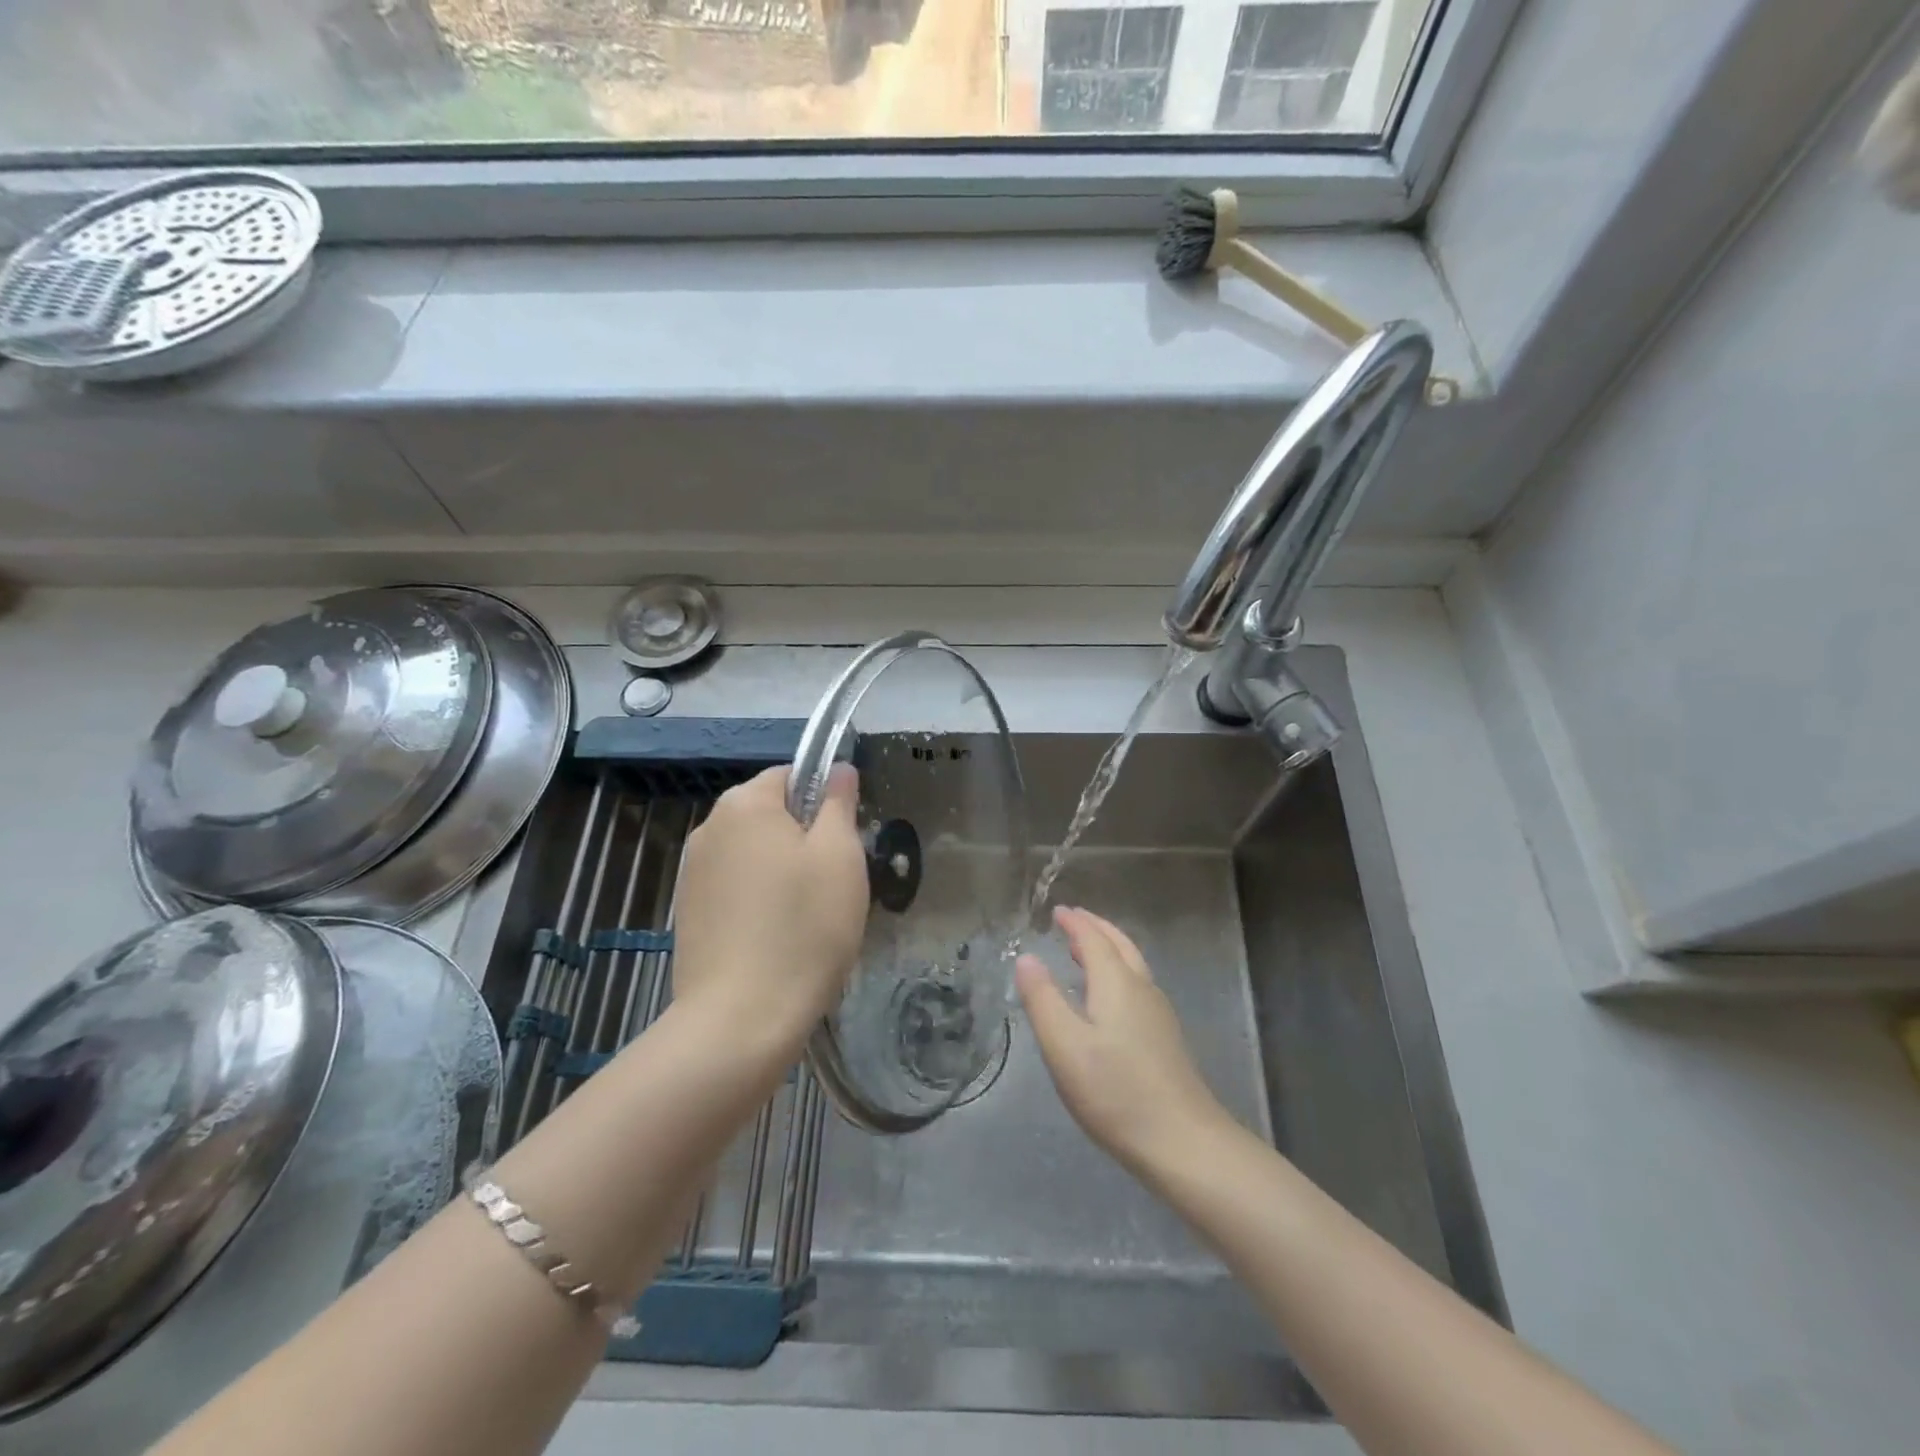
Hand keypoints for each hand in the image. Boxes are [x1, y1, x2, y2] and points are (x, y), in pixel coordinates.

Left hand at [672, 765, 867, 1049]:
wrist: (741, 1019)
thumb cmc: (804, 927)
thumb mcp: (840, 856)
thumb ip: (839, 803)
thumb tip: (838, 769)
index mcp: (744, 803)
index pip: (791, 775)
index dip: (824, 801)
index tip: (844, 842)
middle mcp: (709, 827)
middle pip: (769, 815)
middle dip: (803, 839)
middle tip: (833, 883)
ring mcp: (692, 873)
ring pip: (753, 855)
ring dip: (782, 872)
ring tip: (808, 917)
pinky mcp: (688, 913)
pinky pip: (735, 889)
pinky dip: (759, 902)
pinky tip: (777, 938)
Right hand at [1016, 905, 1233, 1176]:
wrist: (1183, 1142)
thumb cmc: (1116, 1091)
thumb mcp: (1065, 1046)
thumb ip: (1043, 999)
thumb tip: (1026, 957)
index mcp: (1117, 983)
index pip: (1094, 940)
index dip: (1075, 923)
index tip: (1058, 910)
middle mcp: (1141, 989)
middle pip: (1120, 945)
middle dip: (1096, 928)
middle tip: (1073, 918)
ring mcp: (1158, 1014)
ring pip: (1132, 965)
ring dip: (1108, 948)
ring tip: (1084, 949)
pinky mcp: (1165, 1038)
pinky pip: (1137, 985)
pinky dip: (1117, 971)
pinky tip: (1107, 996)